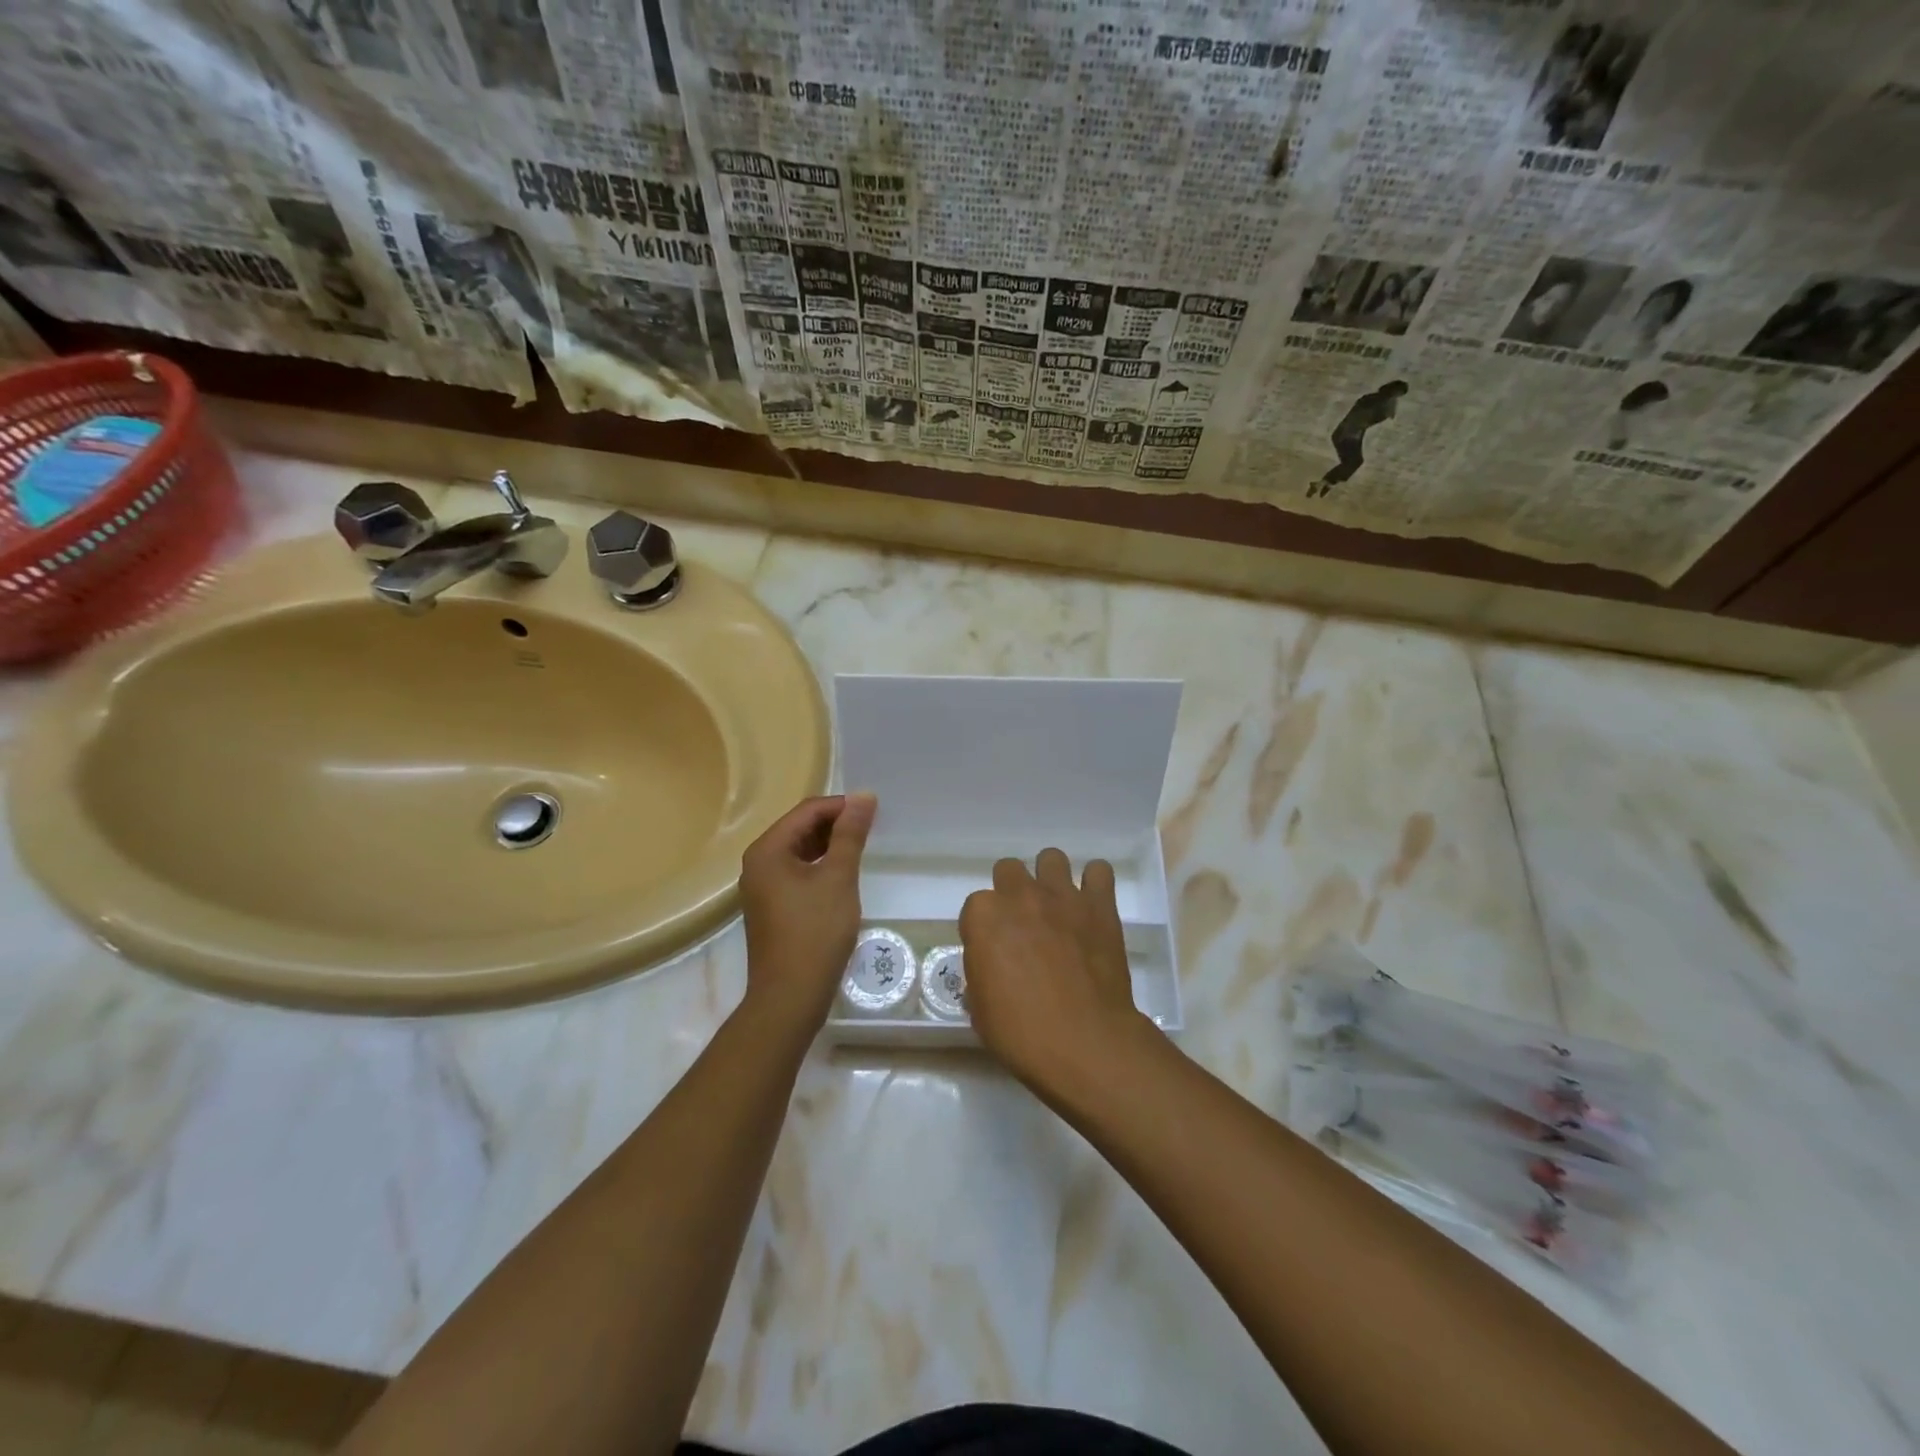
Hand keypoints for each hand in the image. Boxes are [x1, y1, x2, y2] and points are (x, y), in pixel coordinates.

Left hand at [739, 793, 874, 1034]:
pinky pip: (797, 873)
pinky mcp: (771, 908)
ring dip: (829, 846)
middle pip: (800, 828)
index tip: (874, 811)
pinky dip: (820, 867)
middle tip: (872, 829)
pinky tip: (843, 876)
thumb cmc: (815, 932)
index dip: (841, 806)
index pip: (807, 811)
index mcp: (767, 850)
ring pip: (799, 852)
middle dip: (835, 824)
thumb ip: (850, 834)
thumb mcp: (838, 878)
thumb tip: (863, 796)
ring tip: (862, 849)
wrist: (790, 997)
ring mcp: (762, 888)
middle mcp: (758, 863)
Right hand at [960, 849, 1152, 1094]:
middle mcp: (1020, 895)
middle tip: (1023, 925)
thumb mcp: (981, 1010)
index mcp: (984, 917)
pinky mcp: (1100, 905)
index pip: (975, 907)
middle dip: (1012, 893)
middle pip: (1009, 871)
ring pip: (1051, 858)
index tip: (993, 951)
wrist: (1084, 1042)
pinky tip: (1091, 905)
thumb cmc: (1022, 1033)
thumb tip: (991, 971)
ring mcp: (1062, 896)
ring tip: (1057, 908)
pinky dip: (1094, 883)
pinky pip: (1098, 871)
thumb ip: (981, 975)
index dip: (984, 929)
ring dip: (1050, 879)